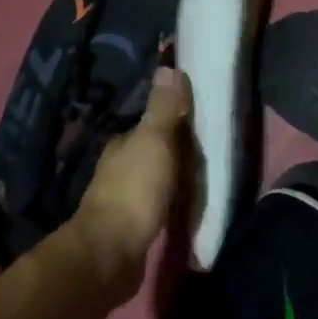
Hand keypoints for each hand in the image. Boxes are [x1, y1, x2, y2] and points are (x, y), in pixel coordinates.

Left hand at [67, 67, 191, 302]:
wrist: (112, 252)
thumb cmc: (135, 190)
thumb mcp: (155, 141)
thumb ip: (163, 108)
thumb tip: (167, 66)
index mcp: (121, 145)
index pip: (148, 125)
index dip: (171, 122)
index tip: (198, 123)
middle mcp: (117, 168)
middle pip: (150, 152)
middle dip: (173, 151)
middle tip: (205, 153)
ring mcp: (121, 200)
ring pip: (151, 179)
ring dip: (170, 178)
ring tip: (199, 180)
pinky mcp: (128, 228)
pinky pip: (154, 206)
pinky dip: (167, 202)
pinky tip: (181, 207)